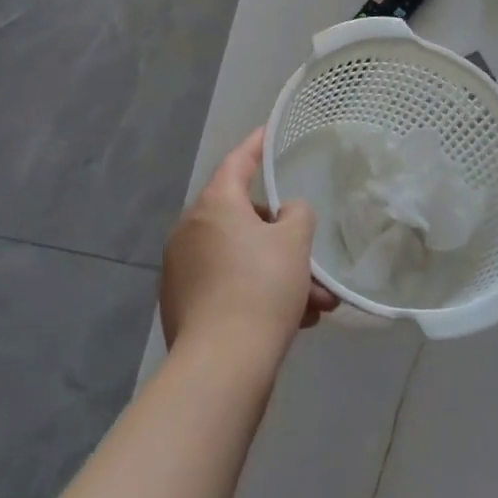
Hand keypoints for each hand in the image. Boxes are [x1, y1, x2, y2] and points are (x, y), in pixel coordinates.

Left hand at [161, 128, 337, 361]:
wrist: (221, 364)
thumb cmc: (262, 288)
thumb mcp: (294, 242)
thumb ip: (297, 214)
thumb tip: (286, 214)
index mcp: (215, 204)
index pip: (238, 162)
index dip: (256, 146)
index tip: (268, 133)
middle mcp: (191, 229)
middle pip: (243, 218)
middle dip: (283, 239)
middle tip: (312, 257)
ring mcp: (181, 268)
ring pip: (240, 258)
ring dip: (278, 274)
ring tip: (317, 304)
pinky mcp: (181, 303)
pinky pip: (227, 284)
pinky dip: (256, 292)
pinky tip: (292, 320)